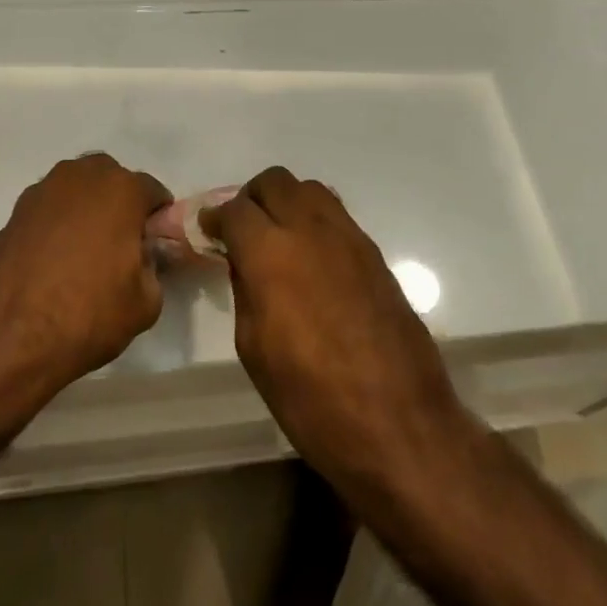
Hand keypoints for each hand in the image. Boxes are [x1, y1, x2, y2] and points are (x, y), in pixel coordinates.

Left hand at [0, 154, 170, 391]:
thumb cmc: (87, 313)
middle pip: (110, 181)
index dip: (158, 219)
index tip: (155, 245)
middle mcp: (80, 177)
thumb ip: (153, 268)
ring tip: (84, 254)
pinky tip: (53, 263)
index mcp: (120, 189)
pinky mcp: (11, 214)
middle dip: (119, 204)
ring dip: (85, 212)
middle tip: (120, 245)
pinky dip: (55, 227)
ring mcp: (40, 192)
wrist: (3, 336)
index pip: (153, 191)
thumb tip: (142, 259)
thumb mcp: (145, 302)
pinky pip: (47, 212)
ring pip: (75, 192)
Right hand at [205, 167, 471, 493]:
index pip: (234, 209)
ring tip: (279, 239)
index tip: (209, 234)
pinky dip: (316, 223)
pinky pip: (338, 217)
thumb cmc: (310, 398)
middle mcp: (310, 230)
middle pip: (275, 182)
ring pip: (311, 190)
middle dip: (252, 199)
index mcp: (270, 252)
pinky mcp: (376, 254)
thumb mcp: (253, 348)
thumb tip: (243, 262)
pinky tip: (312, 260)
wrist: (397, 423)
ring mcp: (350, 238)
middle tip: (243, 231)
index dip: (215, 218)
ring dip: (287, 203)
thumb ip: (245, 290)